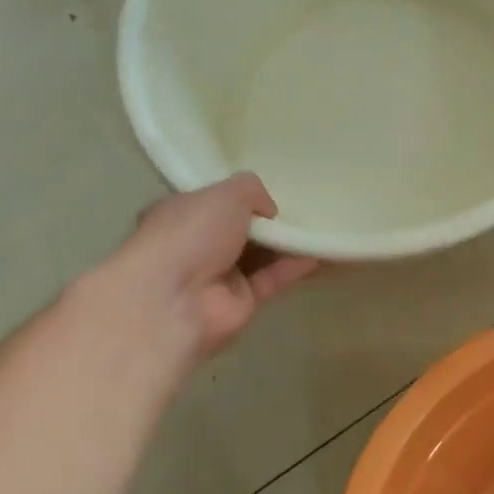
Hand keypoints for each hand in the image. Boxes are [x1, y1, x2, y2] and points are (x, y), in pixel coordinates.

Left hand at [111, 174, 319, 361]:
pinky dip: (296, 266)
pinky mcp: (242, 303)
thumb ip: (252, 190)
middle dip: (268, 221)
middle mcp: (196, 245)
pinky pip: (274, 279)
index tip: (272, 190)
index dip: (240, 196)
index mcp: (179, 214)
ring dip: (287, 244)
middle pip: (240, 230)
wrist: (173, 300)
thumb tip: (269, 210)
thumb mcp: (224, 193)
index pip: (212, 202)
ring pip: (260, 256)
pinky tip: (320, 252)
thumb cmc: (190, 234)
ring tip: (320, 227)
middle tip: (304, 207)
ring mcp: (219, 277)